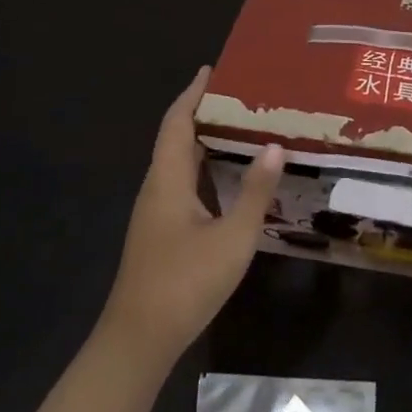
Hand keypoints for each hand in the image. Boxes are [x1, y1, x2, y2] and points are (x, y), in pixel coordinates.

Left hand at [100, 67, 285, 359]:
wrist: (138, 342)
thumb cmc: (185, 283)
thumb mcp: (232, 237)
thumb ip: (255, 191)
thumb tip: (274, 144)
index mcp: (167, 179)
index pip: (177, 122)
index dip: (193, 93)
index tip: (213, 69)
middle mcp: (157, 188)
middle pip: (176, 137)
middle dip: (204, 112)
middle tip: (241, 95)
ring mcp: (155, 213)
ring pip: (179, 162)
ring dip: (205, 140)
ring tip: (241, 126)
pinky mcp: (160, 232)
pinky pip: (182, 183)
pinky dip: (204, 167)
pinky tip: (229, 177)